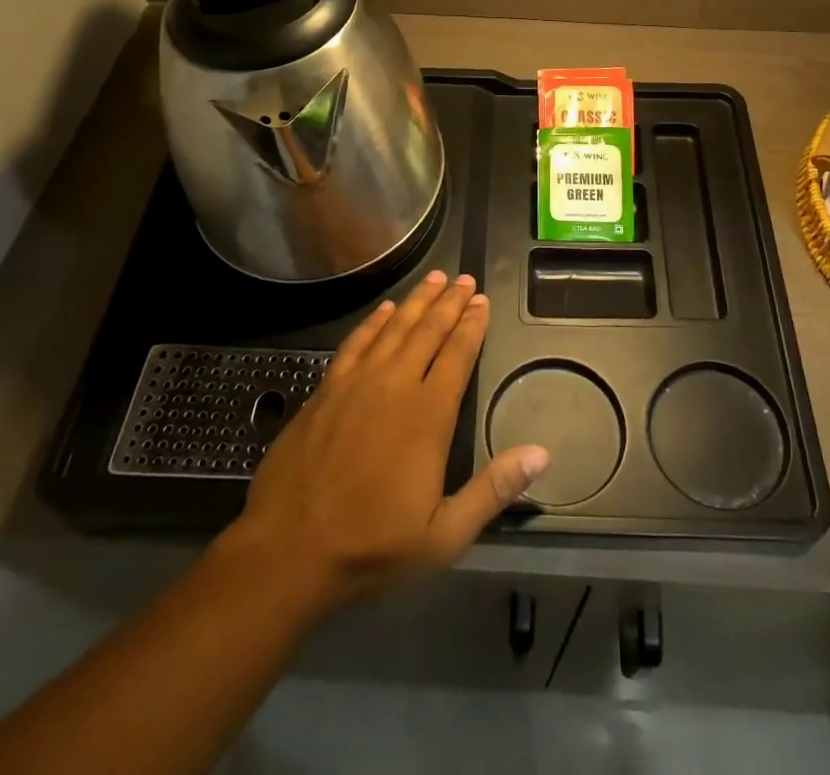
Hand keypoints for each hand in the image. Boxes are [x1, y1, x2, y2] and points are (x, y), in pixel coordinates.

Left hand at [227, 270, 548, 610]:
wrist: (288, 550)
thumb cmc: (372, 545)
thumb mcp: (444, 535)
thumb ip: (493, 489)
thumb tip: (541, 454)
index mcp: (427, 414)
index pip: (457, 354)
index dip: (472, 325)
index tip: (482, 301)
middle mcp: (394, 385)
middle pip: (428, 330)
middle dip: (450, 302)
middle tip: (464, 279)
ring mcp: (356, 383)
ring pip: (394, 327)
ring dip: (416, 301)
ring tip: (434, 278)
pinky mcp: (326, 389)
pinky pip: (356, 342)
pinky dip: (373, 321)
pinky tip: (384, 309)